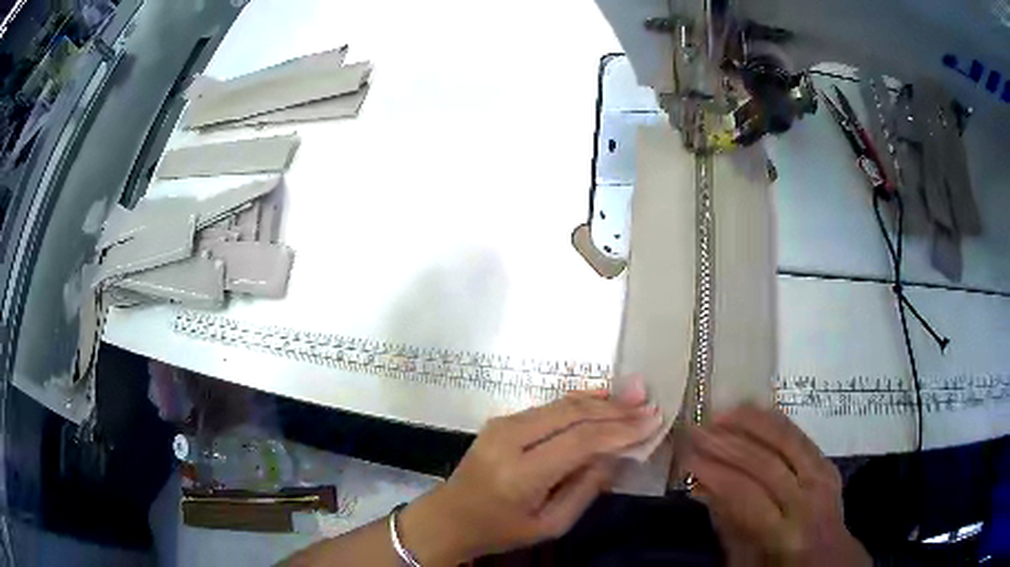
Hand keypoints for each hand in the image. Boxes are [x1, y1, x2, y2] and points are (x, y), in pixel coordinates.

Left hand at [399, 385, 662, 564]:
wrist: (450, 516)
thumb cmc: (501, 529)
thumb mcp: (550, 524)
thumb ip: (586, 488)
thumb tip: (617, 454)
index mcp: (520, 474)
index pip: (580, 441)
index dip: (620, 429)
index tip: (652, 421)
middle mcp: (509, 440)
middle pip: (572, 415)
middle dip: (615, 409)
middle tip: (649, 405)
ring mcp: (501, 425)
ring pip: (561, 405)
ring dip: (601, 401)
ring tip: (635, 397)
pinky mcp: (501, 420)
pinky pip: (547, 406)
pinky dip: (579, 401)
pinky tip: (602, 396)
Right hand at [686, 406, 870, 566]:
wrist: (830, 559)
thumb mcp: (747, 562)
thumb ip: (728, 526)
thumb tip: (703, 488)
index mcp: (785, 534)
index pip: (748, 495)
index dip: (716, 473)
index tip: (687, 457)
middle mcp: (808, 500)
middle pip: (766, 463)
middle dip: (728, 444)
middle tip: (696, 429)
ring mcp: (822, 477)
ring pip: (787, 441)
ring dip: (751, 424)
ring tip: (720, 415)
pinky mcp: (828, 464)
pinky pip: (801, 436)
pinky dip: (775, 421)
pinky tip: (755, 413)